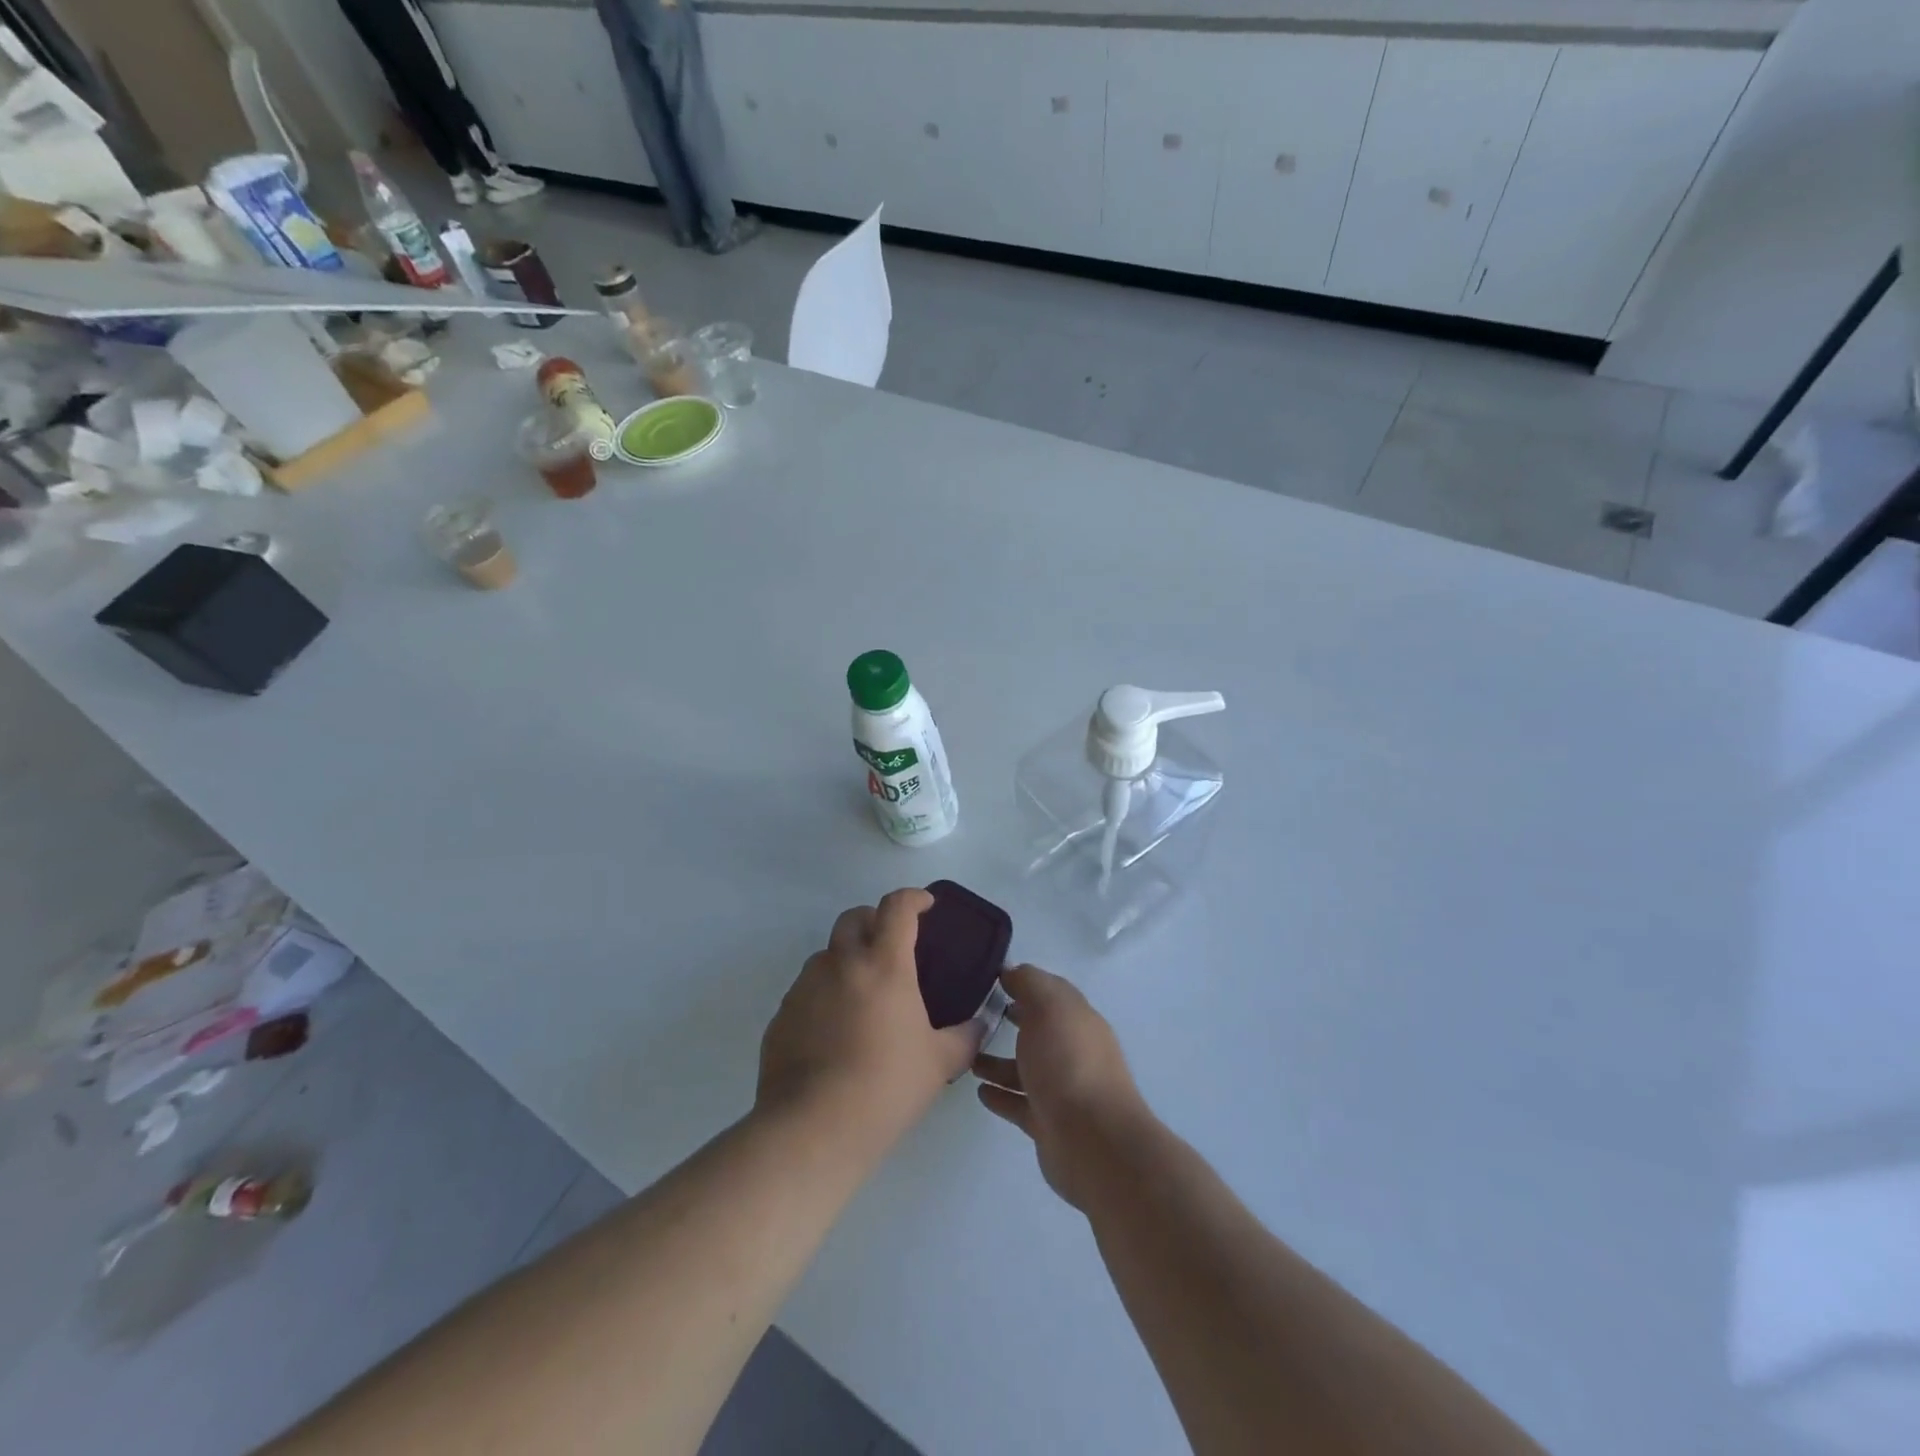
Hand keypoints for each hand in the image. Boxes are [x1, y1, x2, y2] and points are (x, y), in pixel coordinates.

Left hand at [758, 888, 980, 1152]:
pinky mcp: (781, 1015)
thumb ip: (964, 1037)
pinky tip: (834, 1032)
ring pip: (826, 954)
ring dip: (846, 960)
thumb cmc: (886, 1086)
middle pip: (854, 918)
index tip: (925, 905)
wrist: (813, 1127)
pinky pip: (805, 991)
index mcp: (884, 965)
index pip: (897, 908)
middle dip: (874, 920)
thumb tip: (980, 1025)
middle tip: (891, 945)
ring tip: (862, 996)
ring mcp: (805, 987)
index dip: (913, 898)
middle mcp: (841, 964)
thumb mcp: (939, 1063)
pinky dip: (823, 996)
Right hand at [973, 965, 1152, 1210]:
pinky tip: (979, 1091)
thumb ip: (1029, 983)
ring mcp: (1061, 1089)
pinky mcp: (1048, 1123)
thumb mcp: (1049, 1007)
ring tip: (967, 1056)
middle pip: (1038, 1029)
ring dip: (998, 1062)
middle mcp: (1072, 1051)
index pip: (1050, 992)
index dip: (1023, 982)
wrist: (1093, 1142)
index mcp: (1077, 1019)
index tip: (988, 978)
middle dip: (1011, 1020)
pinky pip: (1018, 1103)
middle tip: (972, 1014)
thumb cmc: (1068, 1063)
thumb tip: (1011, 971)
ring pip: (1025, 1068)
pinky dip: (1000, 1095)